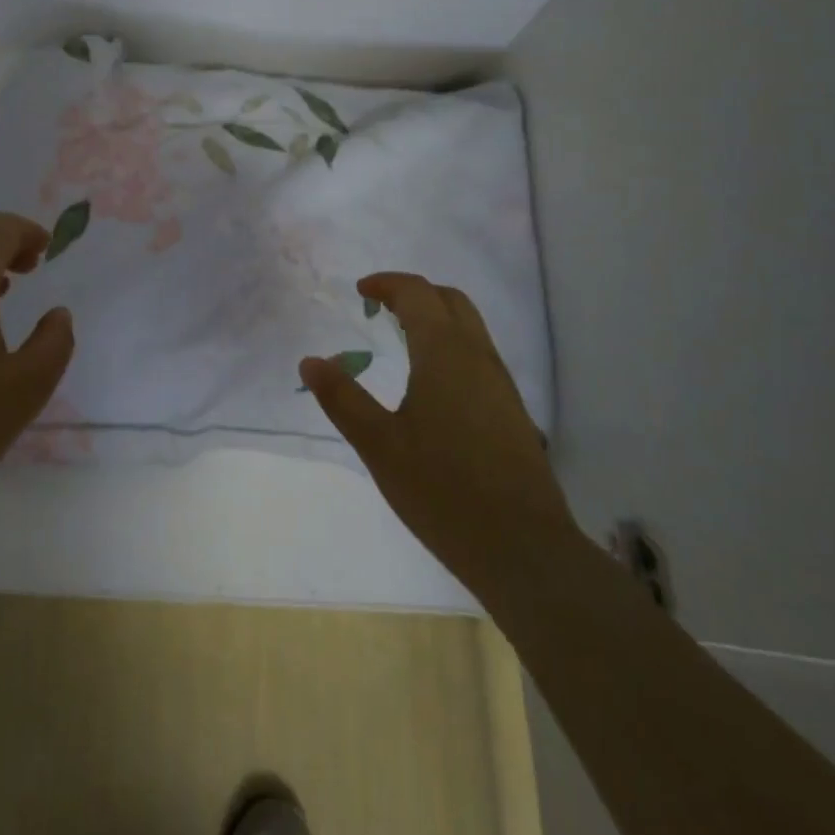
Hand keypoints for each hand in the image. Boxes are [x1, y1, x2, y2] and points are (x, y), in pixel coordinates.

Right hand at [301, 273, 571, 599]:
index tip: (360, 291)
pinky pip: (479, 355)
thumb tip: (310, 361)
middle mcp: (478, 356)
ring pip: (470, 327)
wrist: (523, 549)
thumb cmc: (443, 490)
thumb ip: (342, 398)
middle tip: (380, 309)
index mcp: (445, 353)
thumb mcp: (379, 445)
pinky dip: (451, 345)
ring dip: (435, 319)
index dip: (387, 284)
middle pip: (450, 301)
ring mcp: (501, 383)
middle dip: (414, 294)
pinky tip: (432, 384)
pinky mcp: (512, 411)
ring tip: (401, 342)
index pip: (417, 293)